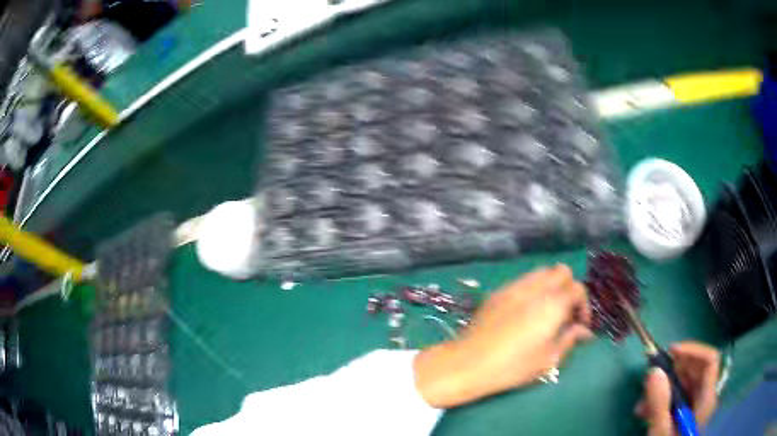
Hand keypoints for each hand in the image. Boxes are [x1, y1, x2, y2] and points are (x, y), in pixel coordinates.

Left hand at [414, 265, 592, 407]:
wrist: (468, 362)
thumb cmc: (512, 366)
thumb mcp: (548, 359)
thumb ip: (570, 339)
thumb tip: (584, 331)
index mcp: (552, 304)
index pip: (578, 289)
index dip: (584, 306)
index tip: (580, 325)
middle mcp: (536, 288)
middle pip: (562, 272)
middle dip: (569, 289)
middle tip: (566, 313)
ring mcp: (515, 286)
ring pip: (542, 272)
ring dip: (551, 286)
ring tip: (547, 311)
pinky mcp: (499, 291)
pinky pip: (523, 280)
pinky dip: (533, 289)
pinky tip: (527, 311)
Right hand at [635, 342, 719, 434]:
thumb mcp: (661, 431)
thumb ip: (659, 404)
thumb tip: (654, 370)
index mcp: (707, 398)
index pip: (710, 360)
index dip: (693, 350)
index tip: (670, 351)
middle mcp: (705, 397)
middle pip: (695, 371)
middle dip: (672, 373)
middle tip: (650, 379)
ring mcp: (696, 406)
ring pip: (684, 385)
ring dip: (663, 388)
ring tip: (642, 405)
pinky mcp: (686, 414)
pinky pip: (677, 397)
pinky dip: (662, 399)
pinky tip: (646, 412)